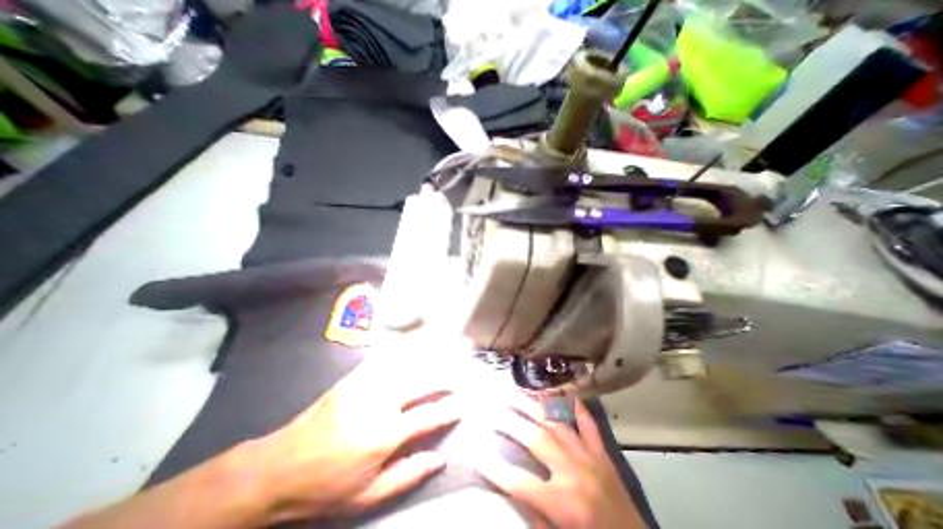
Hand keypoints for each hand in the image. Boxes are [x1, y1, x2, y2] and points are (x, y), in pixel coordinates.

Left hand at [244, 353, 463, 523]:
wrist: (280, 468)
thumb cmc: (327, 487)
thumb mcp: (369, 495)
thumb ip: (408, 474)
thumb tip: (440, 458)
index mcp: (385, 434)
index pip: (427, 416)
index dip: (447, 410)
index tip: (460, 406)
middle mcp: (379, 403)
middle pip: (419, 384)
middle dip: (440, 381)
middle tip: (452, 382)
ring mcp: (364, 386)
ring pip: (403, 368)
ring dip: (424, 366)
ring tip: (437, 366)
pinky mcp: (351, 379)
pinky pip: (381, 361)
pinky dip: (398, 356)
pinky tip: (406, 354)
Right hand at [479, 399, 647, 525]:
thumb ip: (533, 513)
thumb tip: (510, 485)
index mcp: (563, 504)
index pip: (519, 482)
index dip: (495, 469)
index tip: (477, 453)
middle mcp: (574, 473)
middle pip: (536, 440)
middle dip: (511, 423)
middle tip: (493, 410)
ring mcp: (590, 458)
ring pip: (557, 425)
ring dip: (534, 408)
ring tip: (516, 394)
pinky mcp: (602, 454)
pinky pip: (588, 425)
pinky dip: (576, 409)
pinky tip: (565, 393)